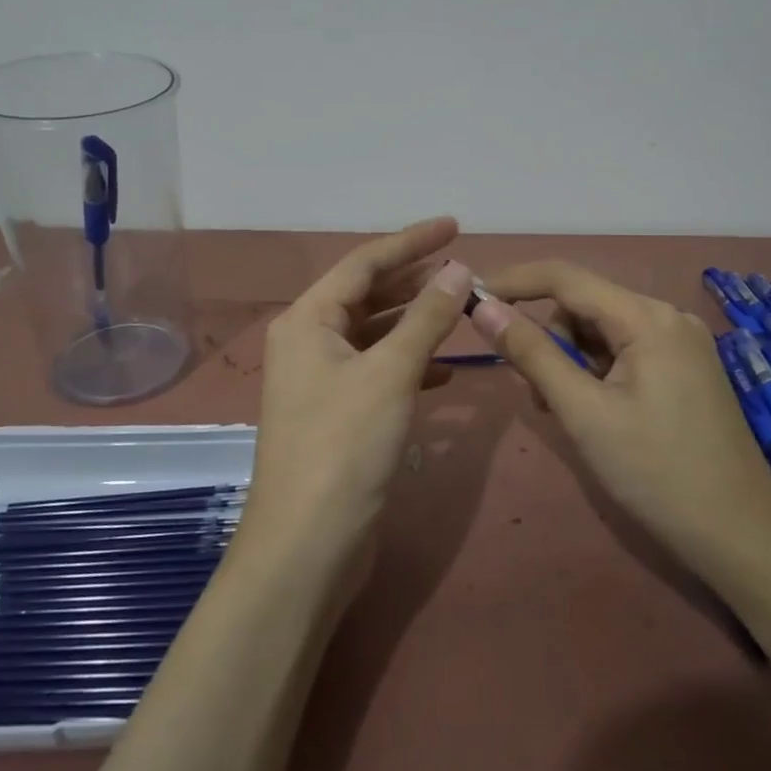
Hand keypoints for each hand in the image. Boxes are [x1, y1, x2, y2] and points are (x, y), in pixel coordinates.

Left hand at [237, 218, 473, 581]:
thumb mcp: (390, 373)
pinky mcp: (338, 415)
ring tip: (459, 310)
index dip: (410, 242)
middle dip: (413, 280)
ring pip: (374, 335)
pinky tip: (445, 373)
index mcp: (308, 320)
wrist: (307, 545)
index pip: (364, 263)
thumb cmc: (344, 446)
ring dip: (414, 323)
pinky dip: (410, 366)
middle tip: (462, 267)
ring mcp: (321, 381)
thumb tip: (459, 269)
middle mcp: (308, 342)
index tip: (455, 226)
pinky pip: (378, 372)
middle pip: (367, 295)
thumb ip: (426, 318)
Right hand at [469, 261, 770, 588]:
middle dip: (549, 339)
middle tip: (536, 394)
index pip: (564, 277)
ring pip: (601, 331)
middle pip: (583, 305)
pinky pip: (624, 352)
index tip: (471, 299)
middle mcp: (667, 317)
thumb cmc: (656, 472)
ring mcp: (680, 343)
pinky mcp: (684, 369)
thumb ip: (531, 354)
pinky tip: (594, 412)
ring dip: (570, 361)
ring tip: (566, 412)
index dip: (513, 282)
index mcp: (647, 317)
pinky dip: (596, 373)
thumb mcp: (583, 412)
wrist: (741, 537)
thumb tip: (484, 307)